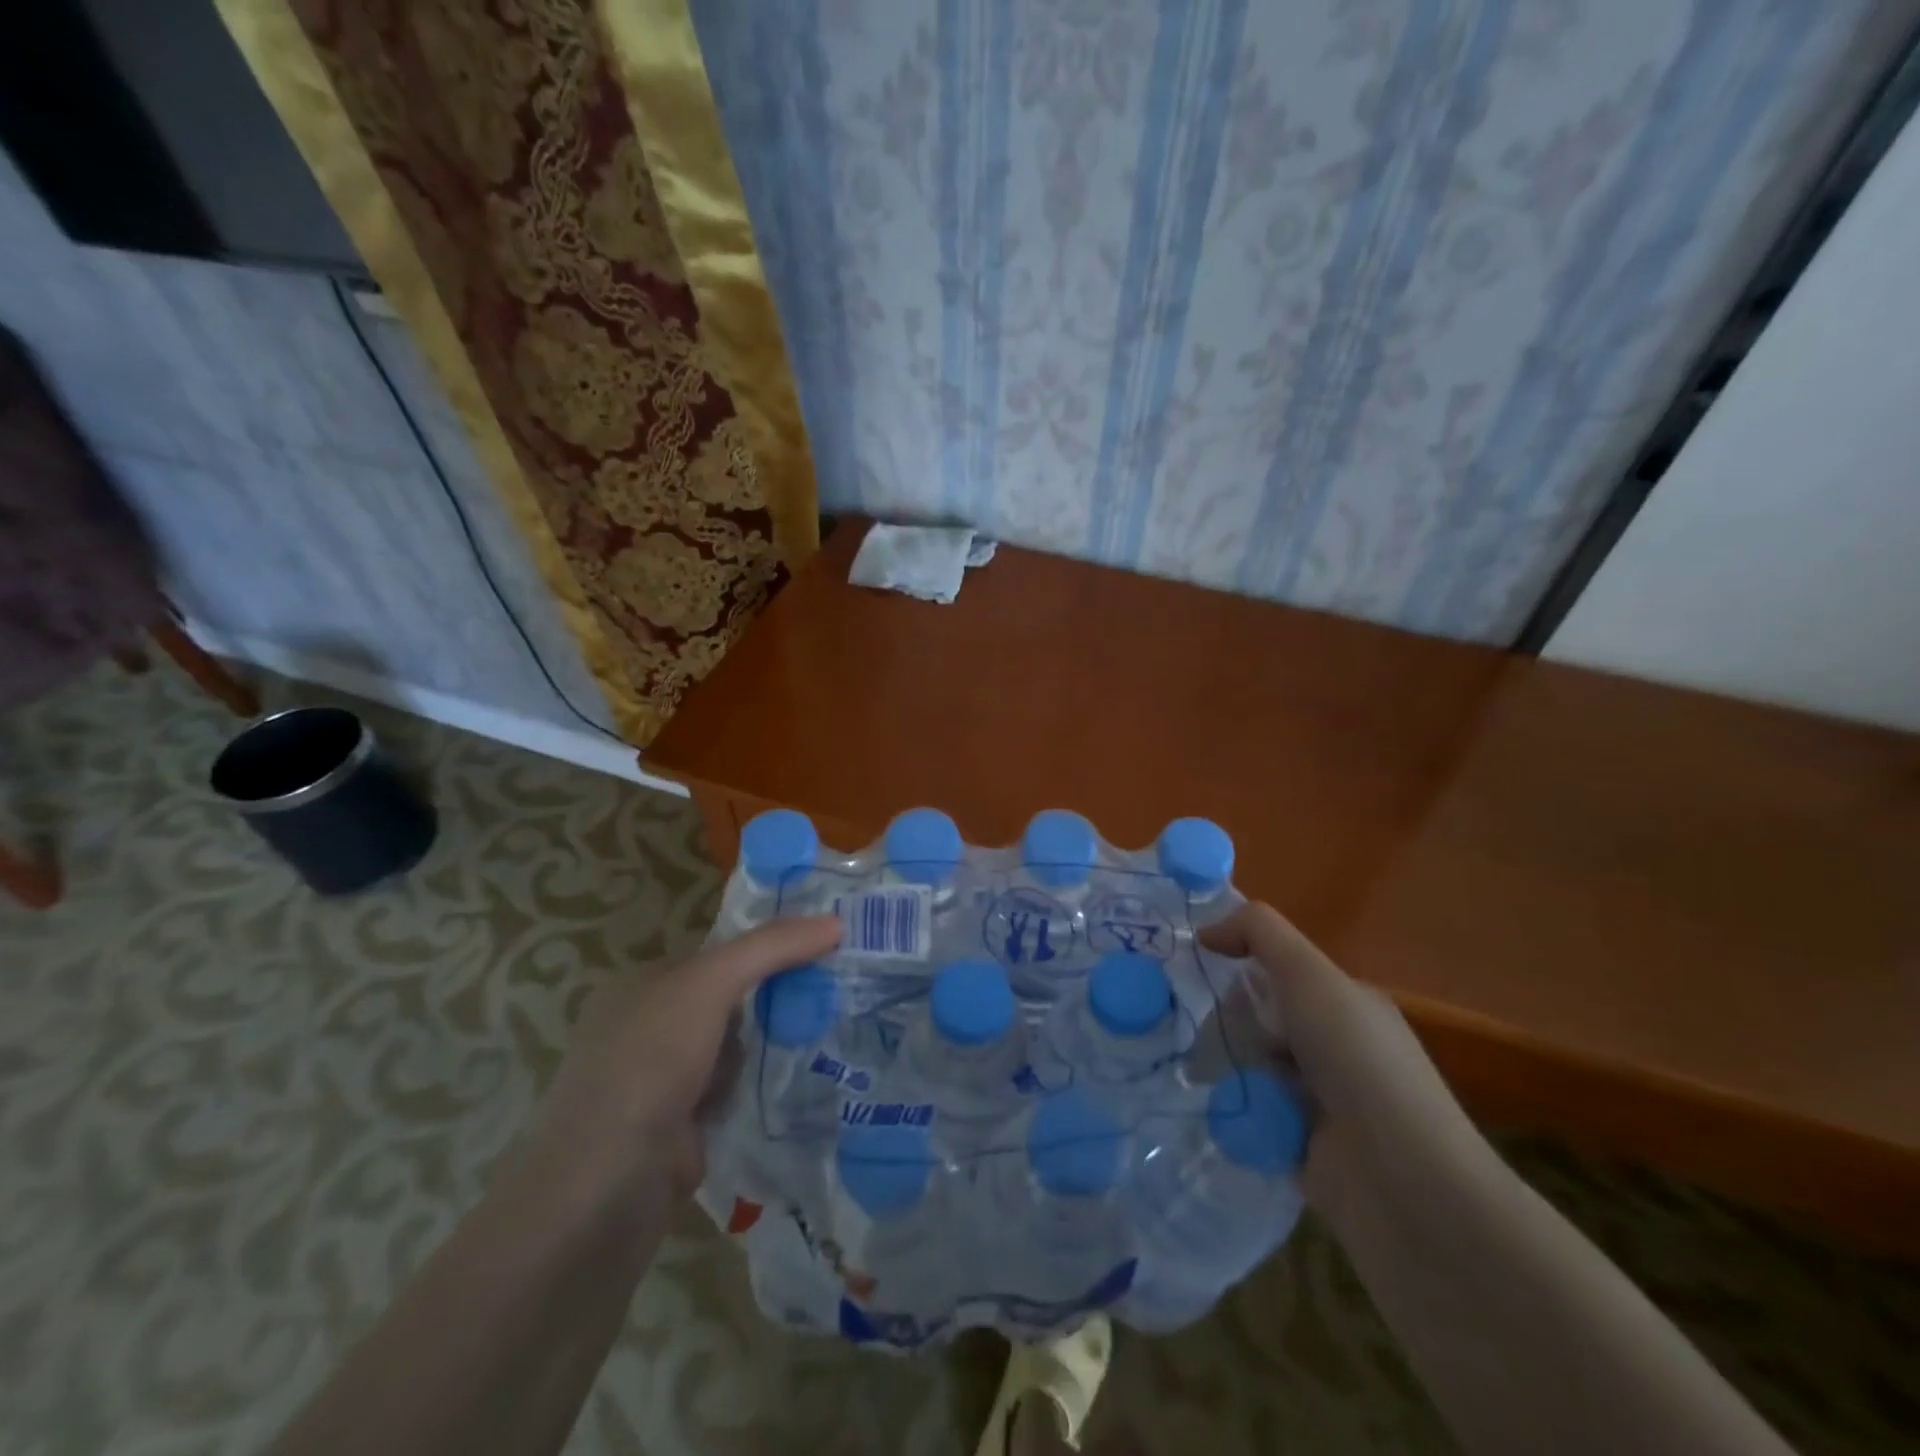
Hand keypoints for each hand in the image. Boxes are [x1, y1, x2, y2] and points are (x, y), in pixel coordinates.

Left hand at [516, 915, 842, 1206]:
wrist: (604, 1191)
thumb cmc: (649, 1063)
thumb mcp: (708, 984)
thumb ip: (770, 948)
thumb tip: (835, 921)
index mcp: (642, 986)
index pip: (720, 955)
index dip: (770, 949)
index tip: (825, 949)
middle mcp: (647, 1030)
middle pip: (731, 1001)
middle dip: (774, 1003)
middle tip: (833, 996)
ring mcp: (662, 1084)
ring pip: (737, 1050)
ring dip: (769, 1052)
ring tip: (823, 1040)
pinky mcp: (680, 1132)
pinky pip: (735, 1095)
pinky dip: (758, 1093)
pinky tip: (796, 1088)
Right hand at [1200, 902, 1489, 1233]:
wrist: (1404, 1184)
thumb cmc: (1359, 1063)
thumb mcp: (1310, 976)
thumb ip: (1260, 934)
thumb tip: (1207, 930)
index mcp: (1346, 1004)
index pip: (1280, 971)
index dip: (1239, 962)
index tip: (1196, 966)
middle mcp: (1336, 1048)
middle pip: (1260, 1018)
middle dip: (1227, 1019)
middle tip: (1195, 1024)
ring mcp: (1321, 1102)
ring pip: (1251, 1066)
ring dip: (1226, 1066)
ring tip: (1194, 1067)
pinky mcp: (1302, 1149)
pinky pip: (1251, 1115)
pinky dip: (1233, 1111)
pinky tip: (1210, 1106)